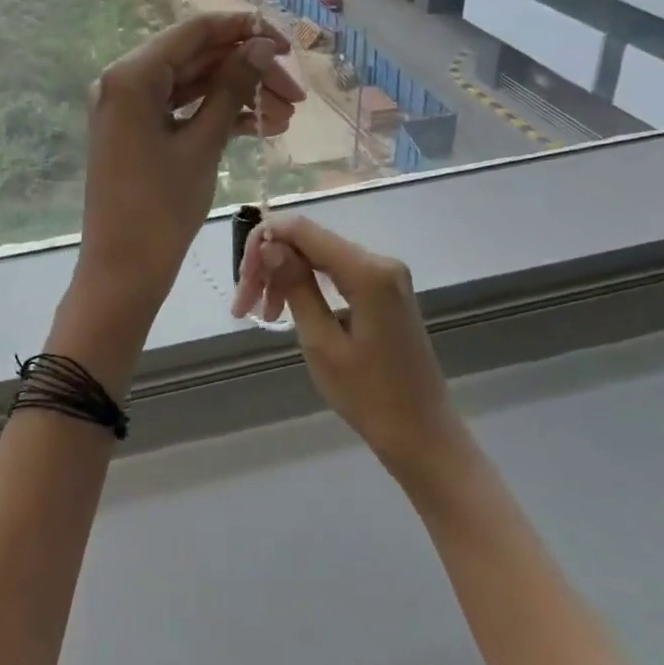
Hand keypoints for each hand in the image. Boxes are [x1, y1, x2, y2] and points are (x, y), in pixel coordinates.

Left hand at [76, 13, 306, 320]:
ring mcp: (129, 108)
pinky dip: (217, 115)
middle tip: (296, 94)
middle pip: (196, 58)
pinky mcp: (138, 131)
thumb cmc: (161, 208)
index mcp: (132, 75)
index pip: (195, 31)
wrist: (123, 270)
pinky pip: (182, 110)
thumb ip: (232, 88)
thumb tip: (261, 46)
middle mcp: (124, 81)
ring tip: (287, 117)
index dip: (244, 30)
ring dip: (238, 95)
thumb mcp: (203, 144)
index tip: (287, 44)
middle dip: (248, 70)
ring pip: (193, 85)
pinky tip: (260, 128)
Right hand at [232, 215, 467, 489]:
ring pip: (319, 257)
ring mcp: (385, 275)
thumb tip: (270, 244)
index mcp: (368, 271)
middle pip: (309, 241)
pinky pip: (335, 273)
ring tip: (263, 315)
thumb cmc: (369, 396)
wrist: (422, 434)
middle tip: (243, 305)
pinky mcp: (384, 291)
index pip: (302, 229)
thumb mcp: (321, 342)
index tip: (240, 277)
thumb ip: (295, 286)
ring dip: (285, 277)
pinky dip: (307, 285)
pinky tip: (287, 311)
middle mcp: (380, 261)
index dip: (264, 239)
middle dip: (270, 264)